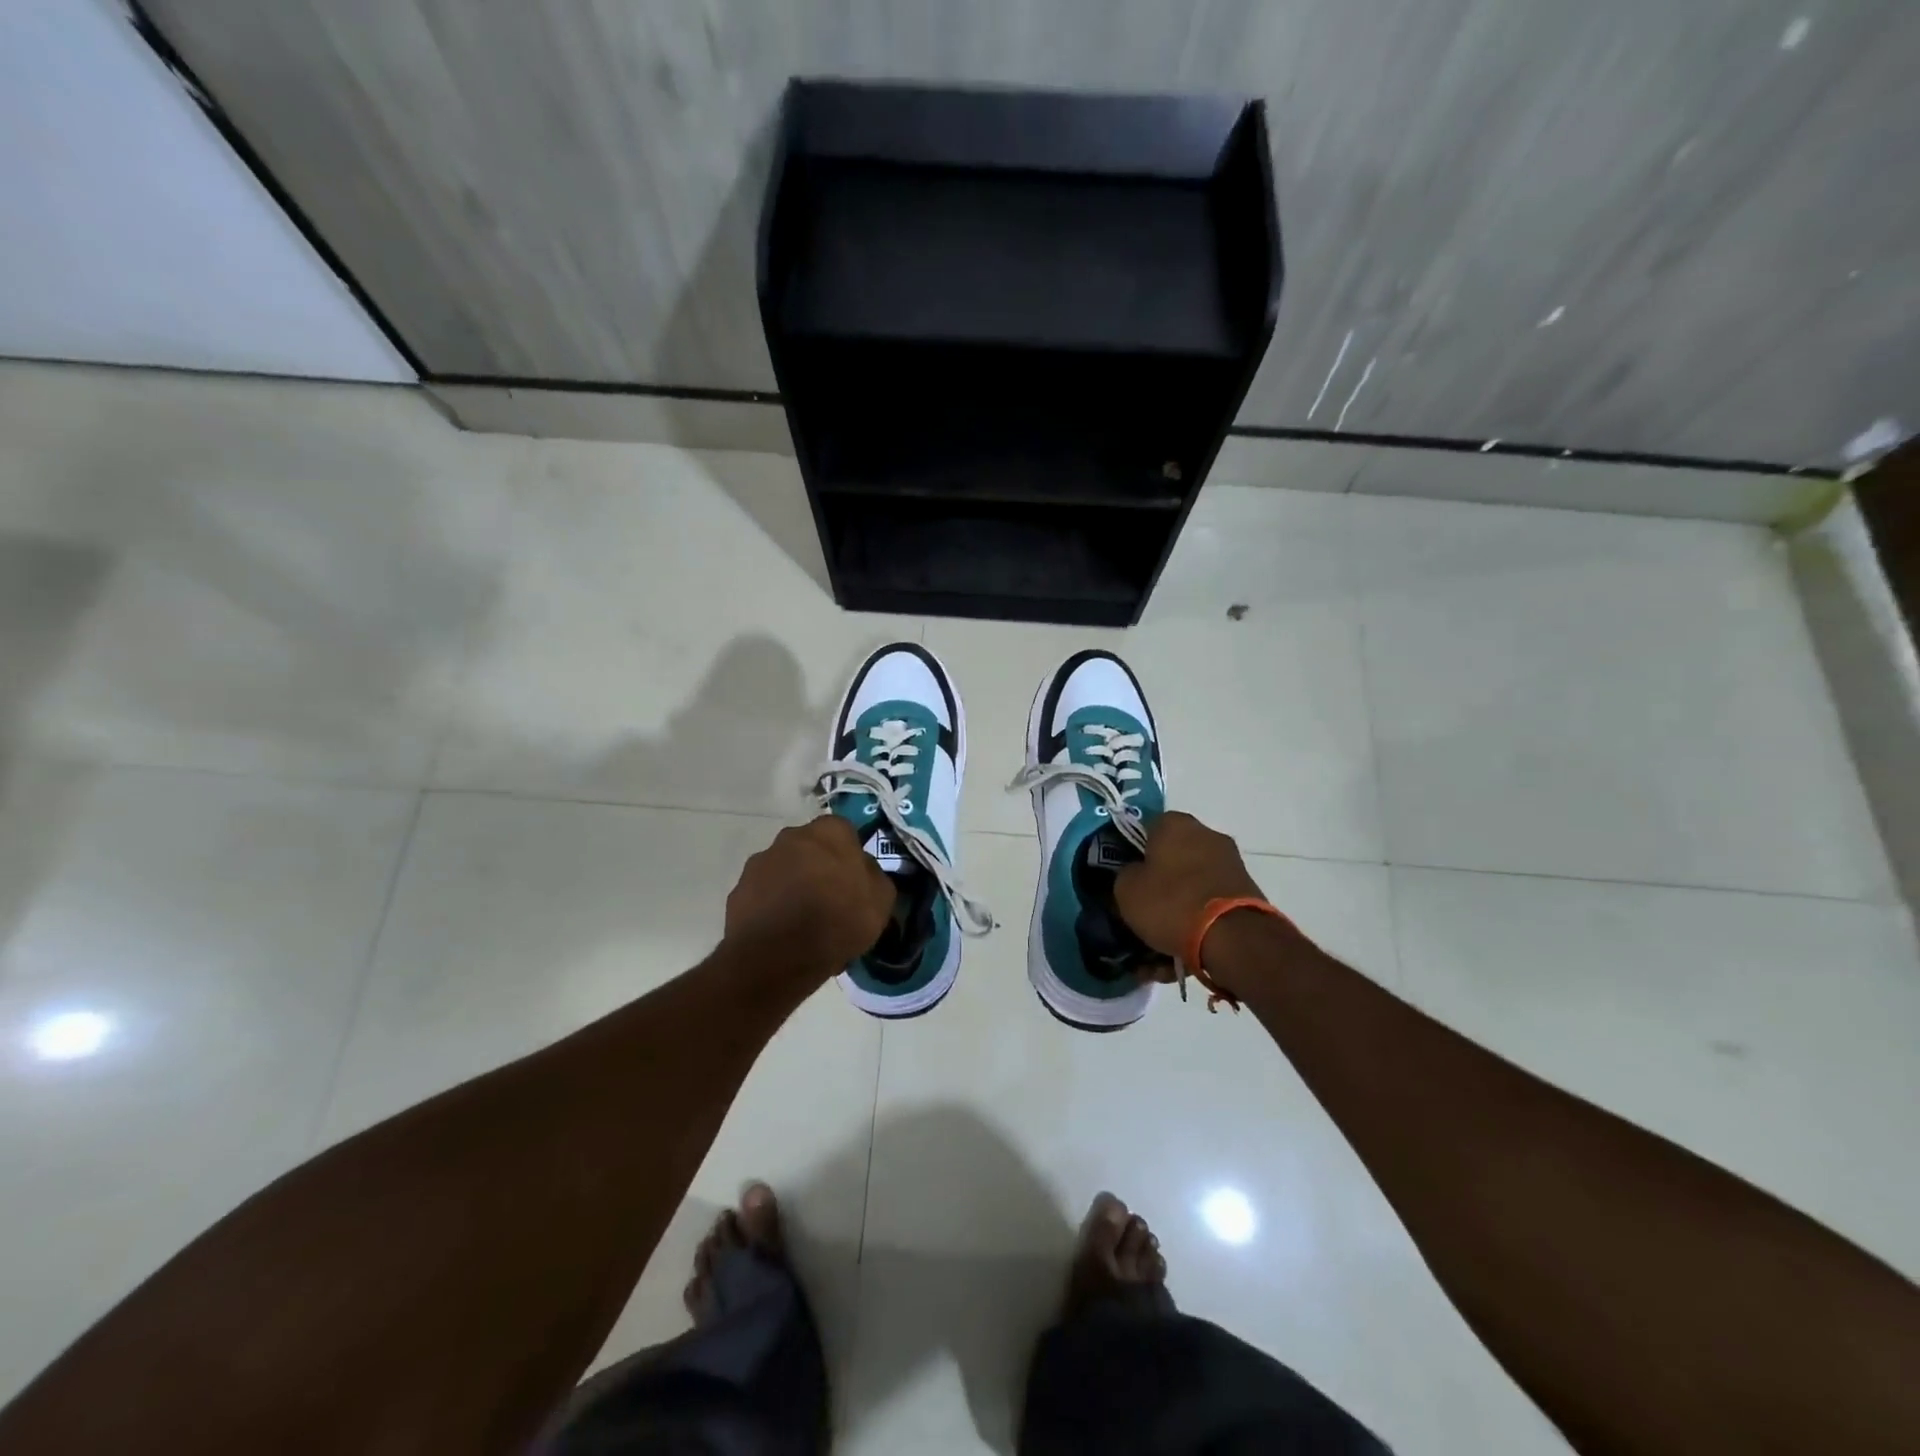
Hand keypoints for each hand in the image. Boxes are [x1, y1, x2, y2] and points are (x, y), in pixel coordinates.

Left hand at [725, 815, 895, 975]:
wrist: (778, 957)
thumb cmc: (838, 920)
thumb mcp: (881, 900)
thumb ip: (874, 876)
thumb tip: (863, 870)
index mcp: (829, 832)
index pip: (843, 831)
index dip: (849, 855)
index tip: (854, 880)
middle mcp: (791, 837)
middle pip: (809, 847)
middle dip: (818, 866)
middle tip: (830, 899)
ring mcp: (760, 862)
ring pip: (784, 869)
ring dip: (792, 885)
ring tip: (802, 921)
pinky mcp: (738, 890)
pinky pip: (762, 894)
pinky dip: (771, 906)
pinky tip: (781, 932)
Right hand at [1114, 810, 1266, 965]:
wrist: (1233, 938)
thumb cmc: (1171, 902)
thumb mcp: (1126, 889)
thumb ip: (1125, 875)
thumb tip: (1135, 874)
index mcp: (1175, 824)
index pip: (1146, 830)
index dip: (1133, 855)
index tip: (1127, 880)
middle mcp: (1207, 835)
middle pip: (1171, 861)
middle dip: (1157, 888)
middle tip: (1141, 915)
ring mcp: (1230, 865)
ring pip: (1190, 889)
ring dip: (1174, 914)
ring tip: (1157, 952)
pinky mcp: (1245, 893)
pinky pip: (1209, 907)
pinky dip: (1195, 927)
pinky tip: (1179, 959)